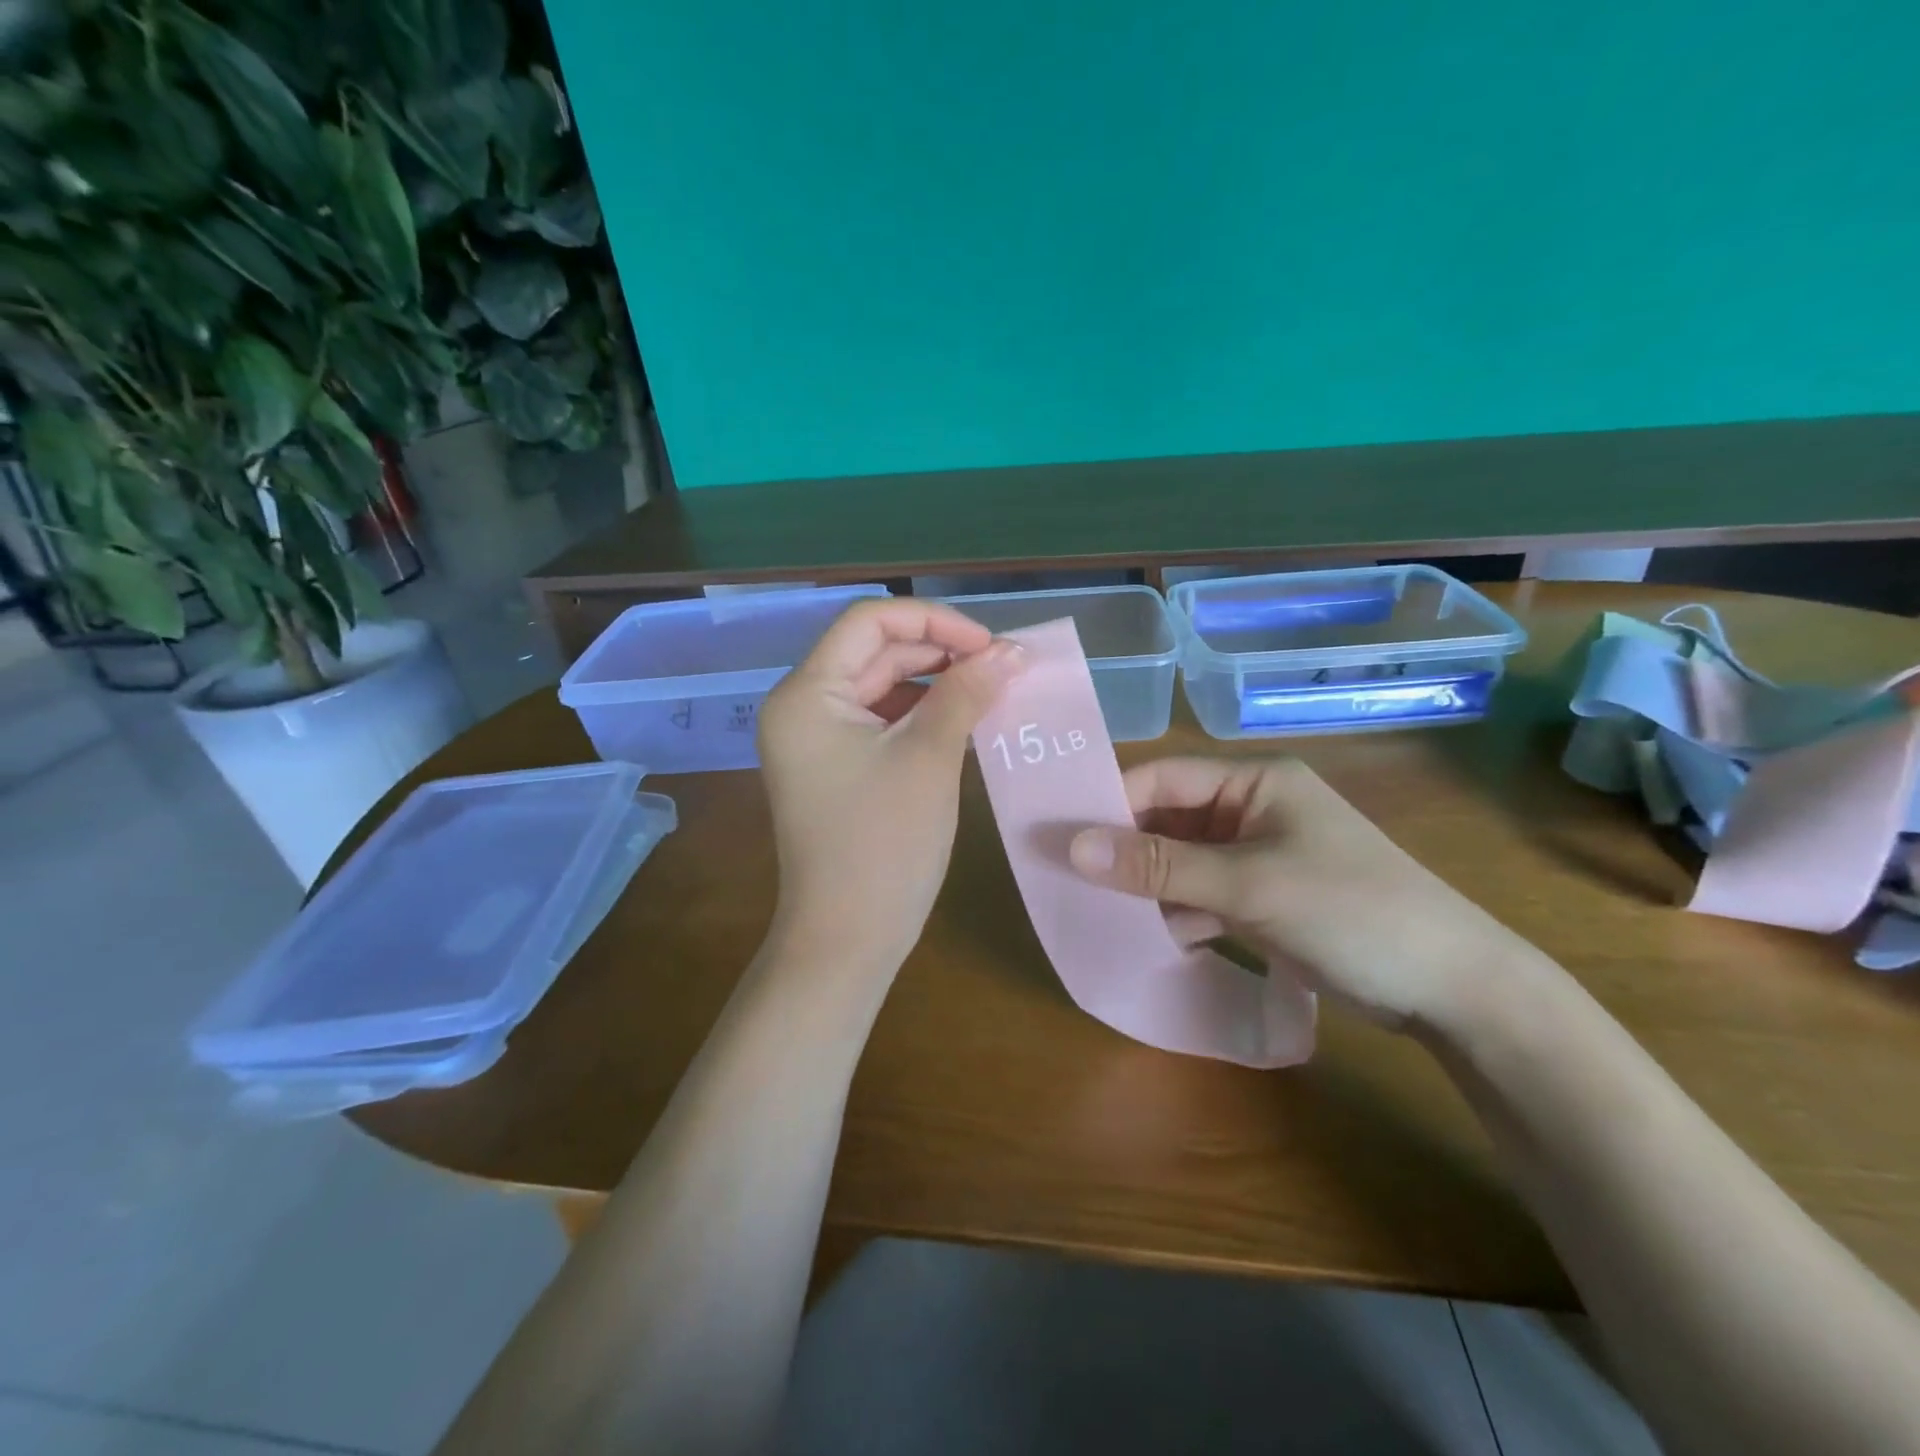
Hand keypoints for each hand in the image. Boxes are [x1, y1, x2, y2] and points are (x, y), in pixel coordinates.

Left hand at [758, 599, 1024, 976]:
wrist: (846, 939)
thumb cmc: (884, 845)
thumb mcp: (929, 758)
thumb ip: (966, 693)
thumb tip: (1011, 650)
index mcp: (806, 693)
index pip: (869, 621)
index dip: (934, 621)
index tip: (990, 645)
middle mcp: (801, 705)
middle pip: (874, 650)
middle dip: (938, 651)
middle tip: (1000, 668)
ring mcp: (815, 738)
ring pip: (880, 684)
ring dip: (934, 682)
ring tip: (989, 691)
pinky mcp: (834, 765)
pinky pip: (879, 719)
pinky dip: (920, 714)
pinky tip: (962, 721)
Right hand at [1067, 757, 1543, 1030]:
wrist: (1452, 988)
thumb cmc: (1350, 910)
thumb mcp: (1247, 884)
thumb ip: (1158, 866)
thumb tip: (1072, 847)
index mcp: (1254, 780)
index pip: (1163, 777)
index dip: (1110, 803)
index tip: (1059, 836)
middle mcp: (1252, 809)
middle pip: (1168, 821)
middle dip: (1126, 852)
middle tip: (1069, 880)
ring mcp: (1258, 855)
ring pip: (1181, 862)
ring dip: (1148, 887)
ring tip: (1098, 913)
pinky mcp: (1264, 898)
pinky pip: (1203, 895)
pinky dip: (1177, 914)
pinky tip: (1151, 939)